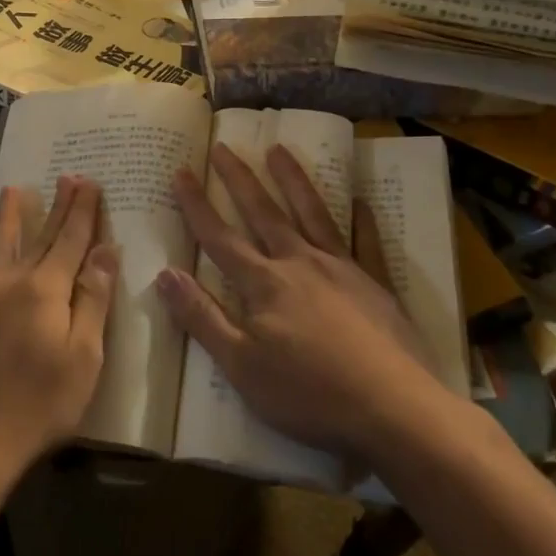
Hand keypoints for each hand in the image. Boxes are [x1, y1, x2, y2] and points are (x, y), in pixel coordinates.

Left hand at [0, 176, 118, 496]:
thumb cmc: (39, 406)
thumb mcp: (84, 358)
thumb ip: (93, 299)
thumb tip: (106, 249)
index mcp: (45, 289)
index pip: (71, 239)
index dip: (83, 210)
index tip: (90, 181)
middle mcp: (8, 281)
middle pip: (38, 237)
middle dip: (56, 206)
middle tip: (66, 176)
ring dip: (6, 217)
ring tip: (14, 189)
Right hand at [155, 144, 460, 464]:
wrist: (392, 409)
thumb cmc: (309, 394)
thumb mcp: (241, 366)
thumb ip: (202, 317)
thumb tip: (164, 274)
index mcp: (264, 284)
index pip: (220, 238)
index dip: (197, 206)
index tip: (181, 172)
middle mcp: (300, 263)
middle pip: (263, 213)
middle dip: (240, 179)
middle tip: (224, 146)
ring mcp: (342, 269)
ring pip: (312, 213)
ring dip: (293, 180)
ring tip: (279, 149)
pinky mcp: (377, 284)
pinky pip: (367, 242)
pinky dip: (363, 219)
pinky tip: (359, 200)